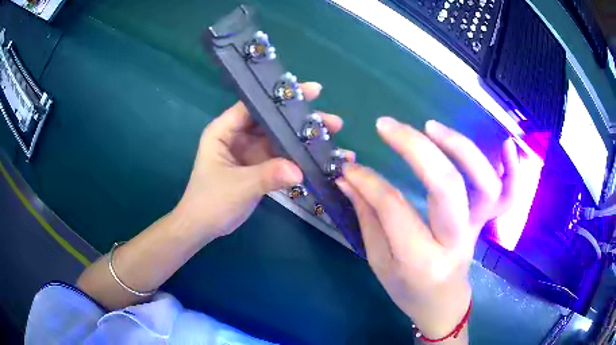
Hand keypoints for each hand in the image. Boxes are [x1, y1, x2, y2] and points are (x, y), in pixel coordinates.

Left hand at [174, 82, 344, 239]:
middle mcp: (237, 135)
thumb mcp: (238, 186)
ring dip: (301, 139)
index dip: (280, 96)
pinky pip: (279, 158)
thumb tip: (300, 171)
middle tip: (331, 120)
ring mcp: (248, 151)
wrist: (203, 227)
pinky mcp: (257, 166)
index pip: (254, 105)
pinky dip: (296, 158)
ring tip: (332, 137)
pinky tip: (318, 157)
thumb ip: (267, 175)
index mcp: (224, 130)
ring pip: (278, 139)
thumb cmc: (210, 202)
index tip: (311, 92)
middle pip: (271, 121)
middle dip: (299, 120)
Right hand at [336, 117, 518, 339]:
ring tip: (432, 126)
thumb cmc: (407, 290)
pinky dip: (513, 170)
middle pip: (446, 186)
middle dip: (415, 148)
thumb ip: (367, 217)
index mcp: (420, 261)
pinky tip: (505, 143)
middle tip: (387, 126)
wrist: (443, 305)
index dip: (369, 182)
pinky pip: (509, 197)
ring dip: (461, 148)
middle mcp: (455, 243)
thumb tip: (349, 178)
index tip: (349, 167)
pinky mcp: (486, 223)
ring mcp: (477, 230)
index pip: (394, 209)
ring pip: (484, 184)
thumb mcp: (379, 262)